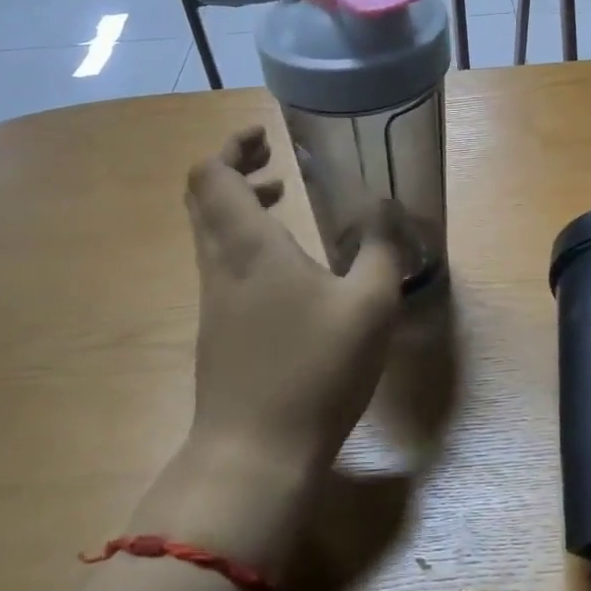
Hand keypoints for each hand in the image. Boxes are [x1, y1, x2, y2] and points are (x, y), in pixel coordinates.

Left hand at [183, 126, 402, 482]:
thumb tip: (386, 206)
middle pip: (203, 197)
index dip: (230, 146)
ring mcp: (213, 301)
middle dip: (234, 168)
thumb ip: (380, 248)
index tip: (264, 136)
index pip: (210, 175)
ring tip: (285, 198)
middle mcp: (219, 265)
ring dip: (241, 206)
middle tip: (274, 159)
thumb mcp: (369, 305)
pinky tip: (290, 265)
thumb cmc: (313, 370)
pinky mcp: (219, 331)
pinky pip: (223, 263)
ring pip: (211, 232)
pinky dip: (247, 242)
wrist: (255, 455)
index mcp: (247, 246)